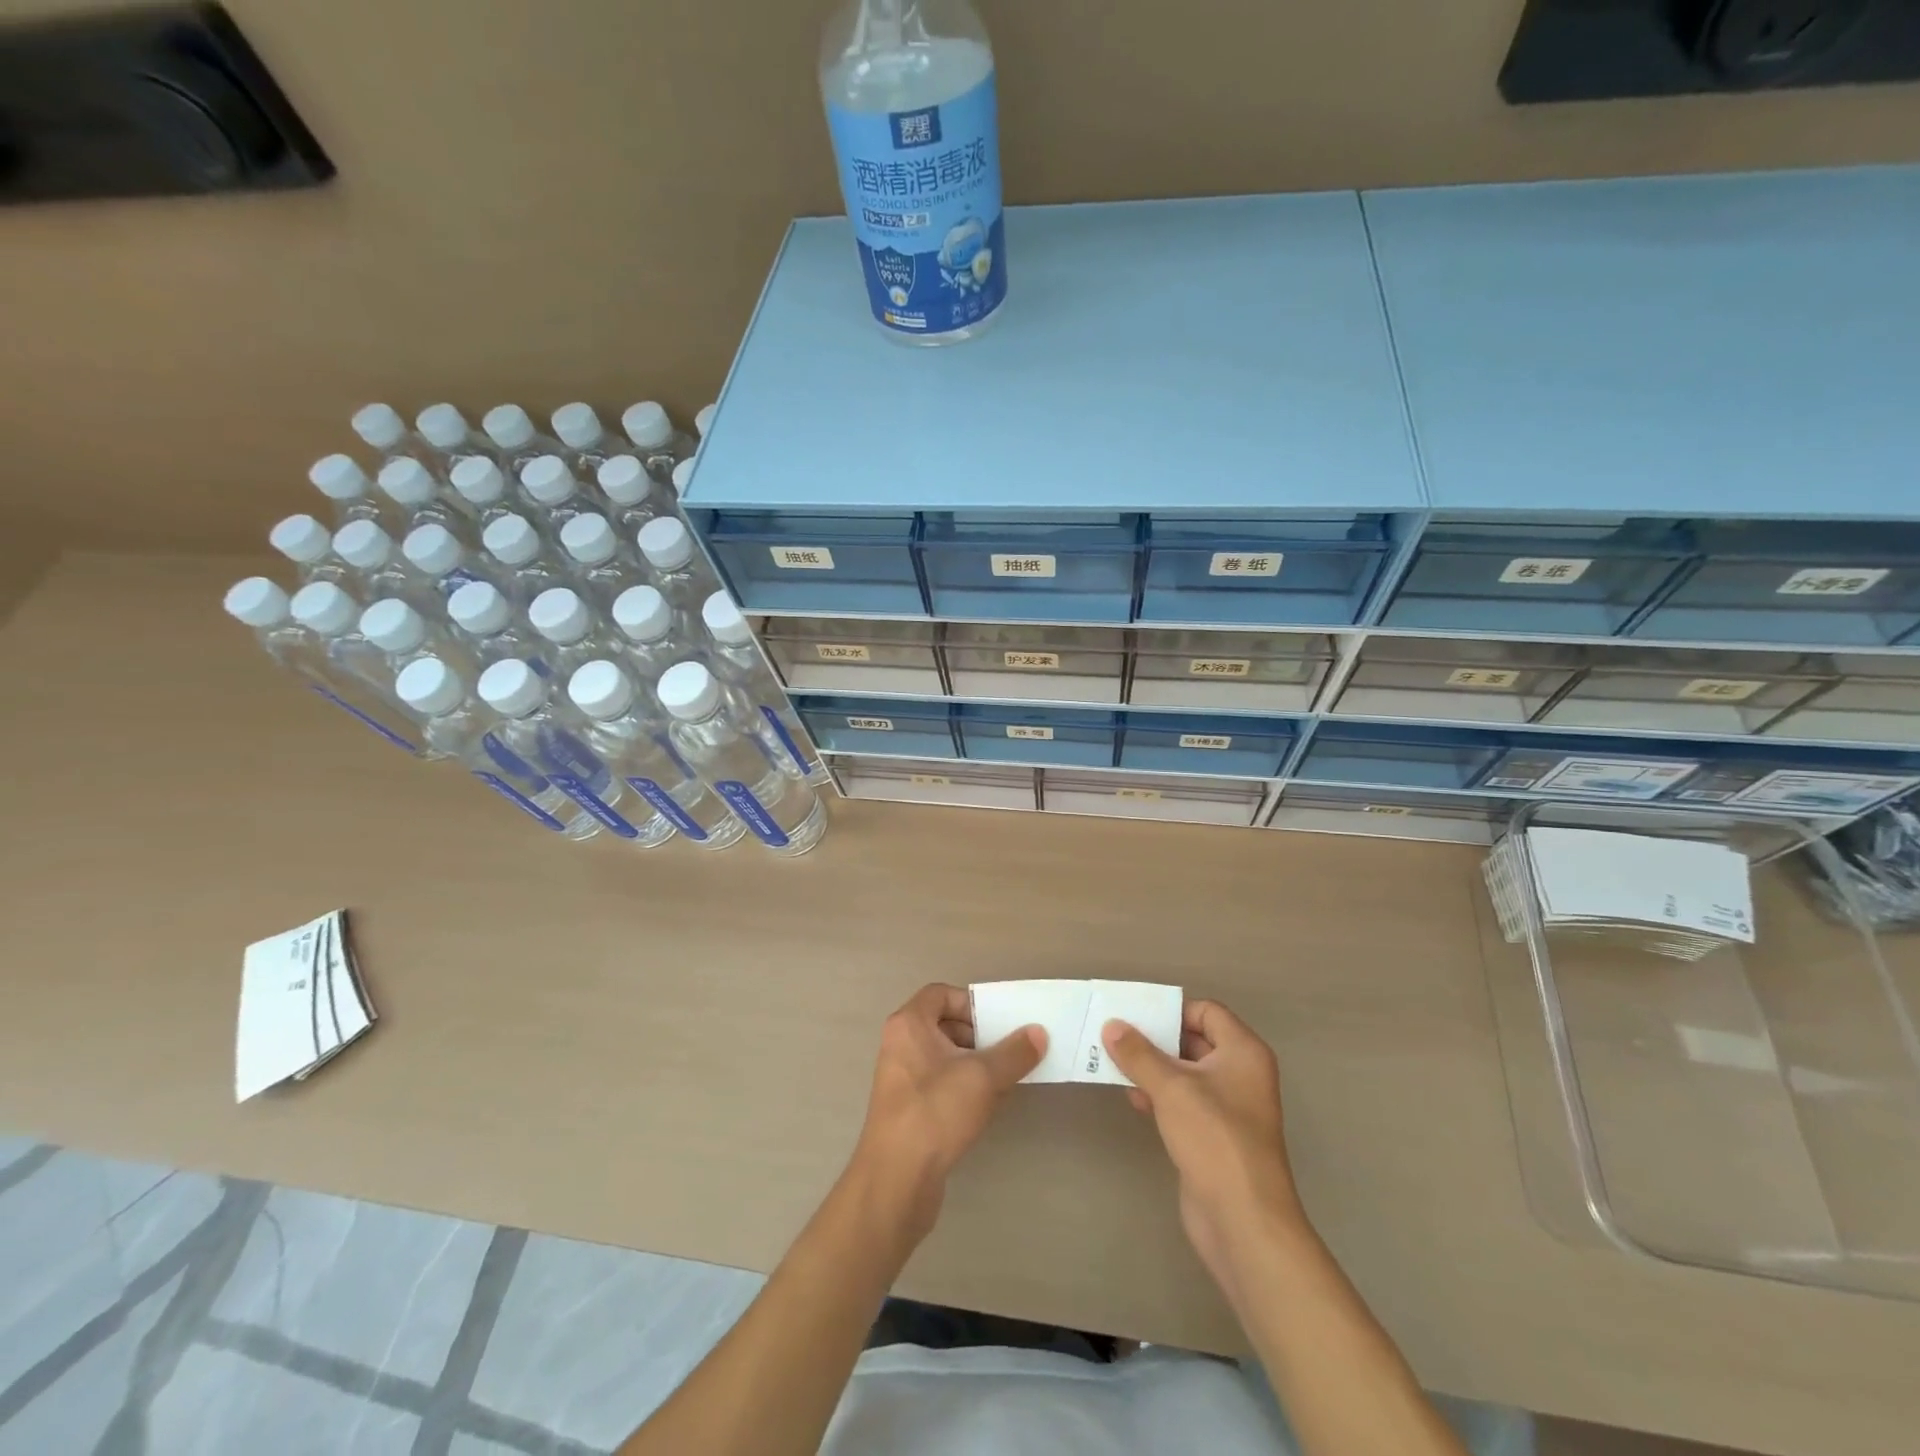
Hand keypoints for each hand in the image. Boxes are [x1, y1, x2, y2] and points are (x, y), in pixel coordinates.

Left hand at [849, 984, 1045, 1248]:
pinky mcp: (908, 1110)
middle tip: (1009, 1049)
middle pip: (944, 1025)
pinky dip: (963, 1087)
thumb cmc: (936, 1112)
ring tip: (1005, 1078)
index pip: (940, 994)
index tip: (998, 1022)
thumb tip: (1038, 1033)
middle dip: (978, 1035)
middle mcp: (900, 1045)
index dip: (971, 1003)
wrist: (896, 1180)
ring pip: (944, 1057)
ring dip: (975, 1064)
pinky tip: (988, 1106)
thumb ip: (1014, 1052)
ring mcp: (902, 1079)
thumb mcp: (983, 1077)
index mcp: (908, 1024)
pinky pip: (940, 1084)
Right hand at [1103, 1000, 1306, 1311]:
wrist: (1243, 1221)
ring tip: (1115, 1065)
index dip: (1173, 1011)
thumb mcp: (1171, 1088)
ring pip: (1186, 1072)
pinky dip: (1160, 1095)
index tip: (1136, 1017)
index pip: (1206, 1011)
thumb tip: (1112, 1025)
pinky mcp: (1214, 1135)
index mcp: (1243, 1052)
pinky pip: (1184, 1101)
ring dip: (1153, 1068)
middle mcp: (1241, 1074)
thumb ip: (1139, 1054)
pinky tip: (1133, 1099)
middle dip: (1156, 1039)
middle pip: (1194, 1040)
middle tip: (1116, 1037)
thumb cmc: (1214, 1139)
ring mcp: (1229, 1107)